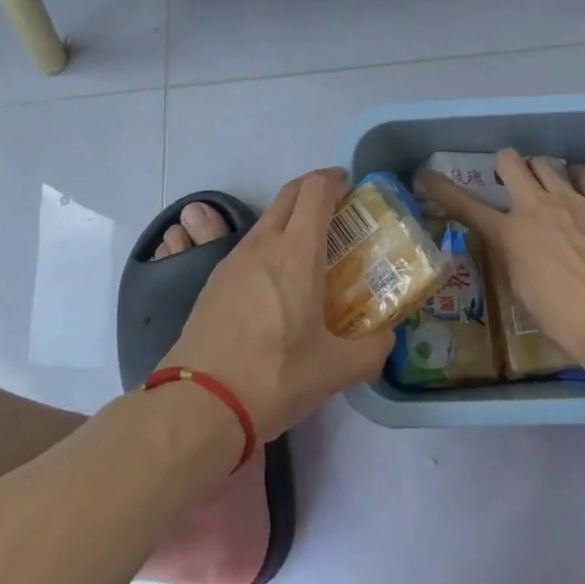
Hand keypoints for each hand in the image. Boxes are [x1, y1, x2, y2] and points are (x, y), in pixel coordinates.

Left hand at [165, 169, 394, 442]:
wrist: (198, 405)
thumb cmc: (274, 377)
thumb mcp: (334, 371)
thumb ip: (371, 351)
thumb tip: (386, 338)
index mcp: (296, 253)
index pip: (315, 190)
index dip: (334, 179)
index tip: (351, 187)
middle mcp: (263, 245)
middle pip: (289, 194)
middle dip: (314, 190)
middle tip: (338, 211)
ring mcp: (233, 260)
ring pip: (267, 220)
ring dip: (291, 219)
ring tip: (311, 252)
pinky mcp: (214, 281)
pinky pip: (249, 247)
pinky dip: (270, 246)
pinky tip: (278, 285)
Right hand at [415, 150, 584, 370]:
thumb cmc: (566, 320)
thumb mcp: (523, 292)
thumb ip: (512, 258)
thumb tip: (513, 245)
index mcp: (510, 234)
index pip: (464, 204)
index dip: (440, 187)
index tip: (425, 175)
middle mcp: (537, 206)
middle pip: (510, 161)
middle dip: (506, 166)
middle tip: (511, 180)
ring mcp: (573, 199)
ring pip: (546, 163)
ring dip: (541, 172)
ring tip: (549, 187)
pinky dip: (577, 178)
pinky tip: (580, 187)